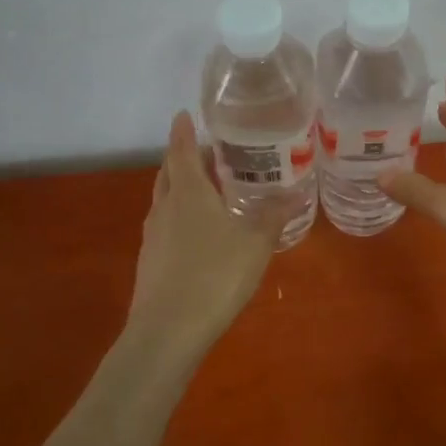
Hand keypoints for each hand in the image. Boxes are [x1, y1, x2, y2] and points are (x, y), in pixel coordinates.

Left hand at [126, 111, 291, 352]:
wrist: (167, 331)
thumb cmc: (215, 274)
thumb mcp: (256, 243)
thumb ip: (274, 216)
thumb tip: (294, 195)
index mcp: (189, 192)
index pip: (182, 150)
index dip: (183, 130)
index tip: (184, 114)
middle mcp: (165, 206)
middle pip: (169, 172)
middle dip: (183, 157)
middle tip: (207, 151)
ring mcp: (153, 235)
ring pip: (164, 198)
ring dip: (180, 186)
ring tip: (206, 188)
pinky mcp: (150, 261)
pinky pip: (165, 224)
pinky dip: (179, 215)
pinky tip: (198, 232)